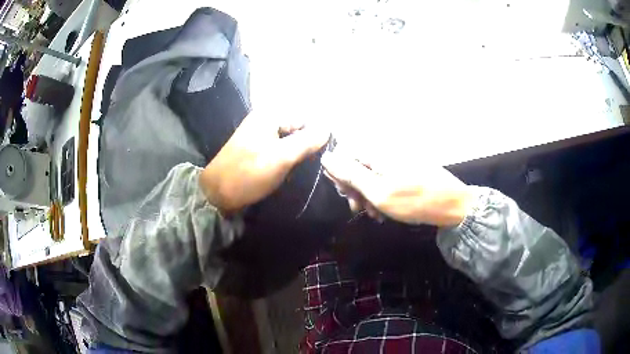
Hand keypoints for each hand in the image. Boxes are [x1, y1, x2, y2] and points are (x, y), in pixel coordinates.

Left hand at [200, 112, 327, 214]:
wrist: (217, 193)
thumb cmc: (249, 173)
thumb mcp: (281, 157)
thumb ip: (307, 141)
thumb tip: (328, 129)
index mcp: (269, 115)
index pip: (305, 118)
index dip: (316, 135)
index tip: (323, 155)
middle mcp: (264, 120)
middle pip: (297, 128)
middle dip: (305, 146)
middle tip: (308, 164)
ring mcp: (259, 134)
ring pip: (289, 140)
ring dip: (296, 154)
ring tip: (297, 169)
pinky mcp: (256, 148)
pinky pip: (279, 149)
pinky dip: (286, 159)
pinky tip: (287, 171)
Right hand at [321, 151, 475, 226]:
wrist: (452, 204)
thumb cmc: (413, 200)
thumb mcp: (377, 191)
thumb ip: (350, 173)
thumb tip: (326, 157)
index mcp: (376, 152)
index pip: (344, 154)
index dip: (339, 174)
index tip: (346, 195)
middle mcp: (384, 151)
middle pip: (357, 165)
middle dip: (354, 188)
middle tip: (359, 209)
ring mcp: (397, 160)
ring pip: (370, 175)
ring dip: (367, 195)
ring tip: (375, 215)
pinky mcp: (406, 169)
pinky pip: (385, 179)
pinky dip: (381, 194)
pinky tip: (385, 211)